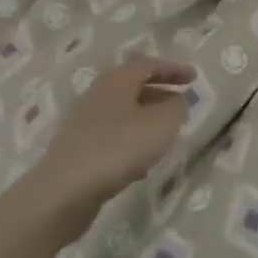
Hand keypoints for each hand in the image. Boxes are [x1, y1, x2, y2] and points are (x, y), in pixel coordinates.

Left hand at [28, 57, 194, 209]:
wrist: (63, 193)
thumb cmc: (118, 149)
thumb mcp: (162, 125)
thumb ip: (177, 108)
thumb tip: (177, 101)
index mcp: (117, 80)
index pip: (149, 64)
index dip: (173, 69)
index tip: (194, 78)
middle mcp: (97, 94)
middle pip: (132, 84)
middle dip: (159, 90)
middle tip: (180, 100)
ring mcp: (83, 122)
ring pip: (122, 110)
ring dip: (146, 115)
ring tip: (166, 131)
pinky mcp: (77, 148)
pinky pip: (111, 134)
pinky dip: (131, 137)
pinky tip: (142, 160)